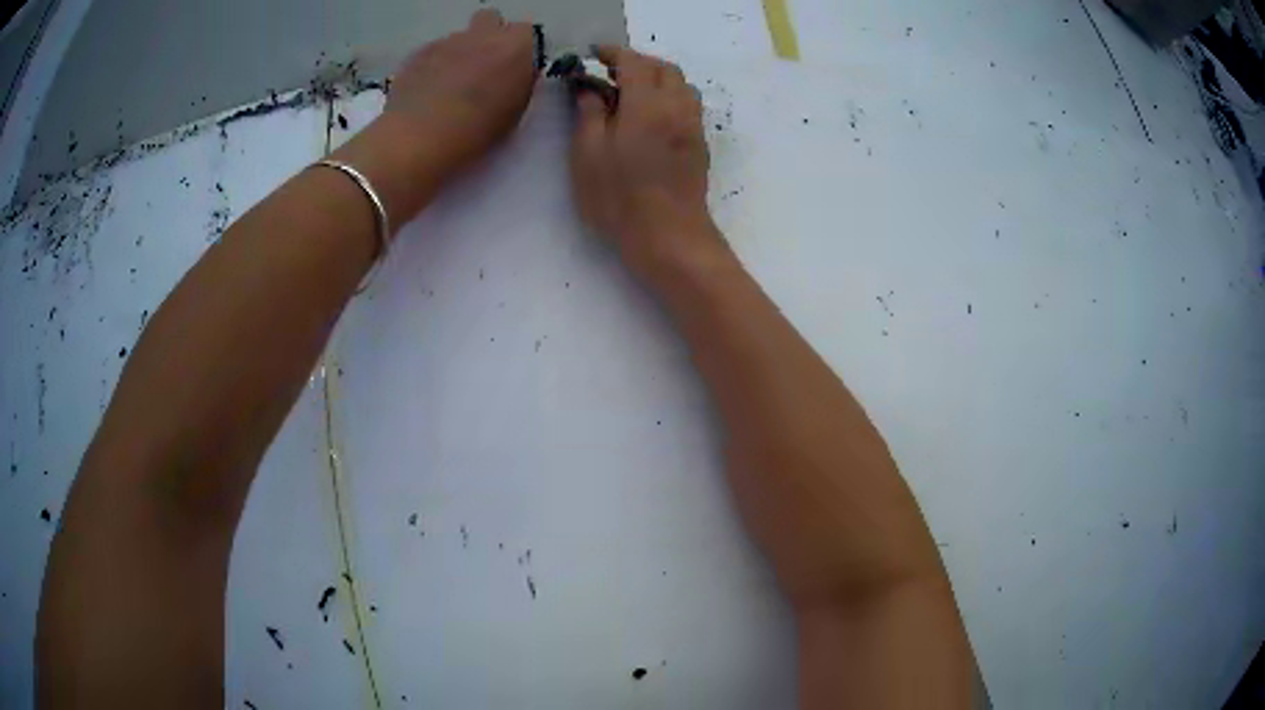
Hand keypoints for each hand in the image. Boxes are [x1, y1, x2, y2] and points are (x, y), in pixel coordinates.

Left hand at [385, 9, 537, 173]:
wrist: (418, 137)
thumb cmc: (476, 129)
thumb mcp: (515, 111)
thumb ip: (519, 83)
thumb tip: (515, 74)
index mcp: (514, 46)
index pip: (525, 32)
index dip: (520, 48)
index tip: (514, 68)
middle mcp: (482, 34)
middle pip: (490, 19)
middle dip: (489, 35)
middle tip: (483, 66)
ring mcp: (447, 41)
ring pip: (459, 37)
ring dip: (459, 53)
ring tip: (449, 85)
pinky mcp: (417, 53)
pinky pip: (432, 52)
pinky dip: (433, 65)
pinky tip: (426, 91)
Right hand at [570, 47, 720, 281]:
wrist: (670, 237)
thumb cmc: (620, 199)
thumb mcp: (589, 156)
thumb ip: (589, 114)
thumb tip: (589, 87)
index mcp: (647, 105)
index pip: (634, 62)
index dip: (613, 52)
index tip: (594, 53)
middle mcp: (676, 107)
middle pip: (664, 68)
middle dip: (637, 62)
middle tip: (610, 73)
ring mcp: (693, 126)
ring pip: (681, 85)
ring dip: (657, 78)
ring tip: (631, 92)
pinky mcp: (700, 144)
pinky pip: (687, 104)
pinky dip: (669, 96)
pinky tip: (650, 115)